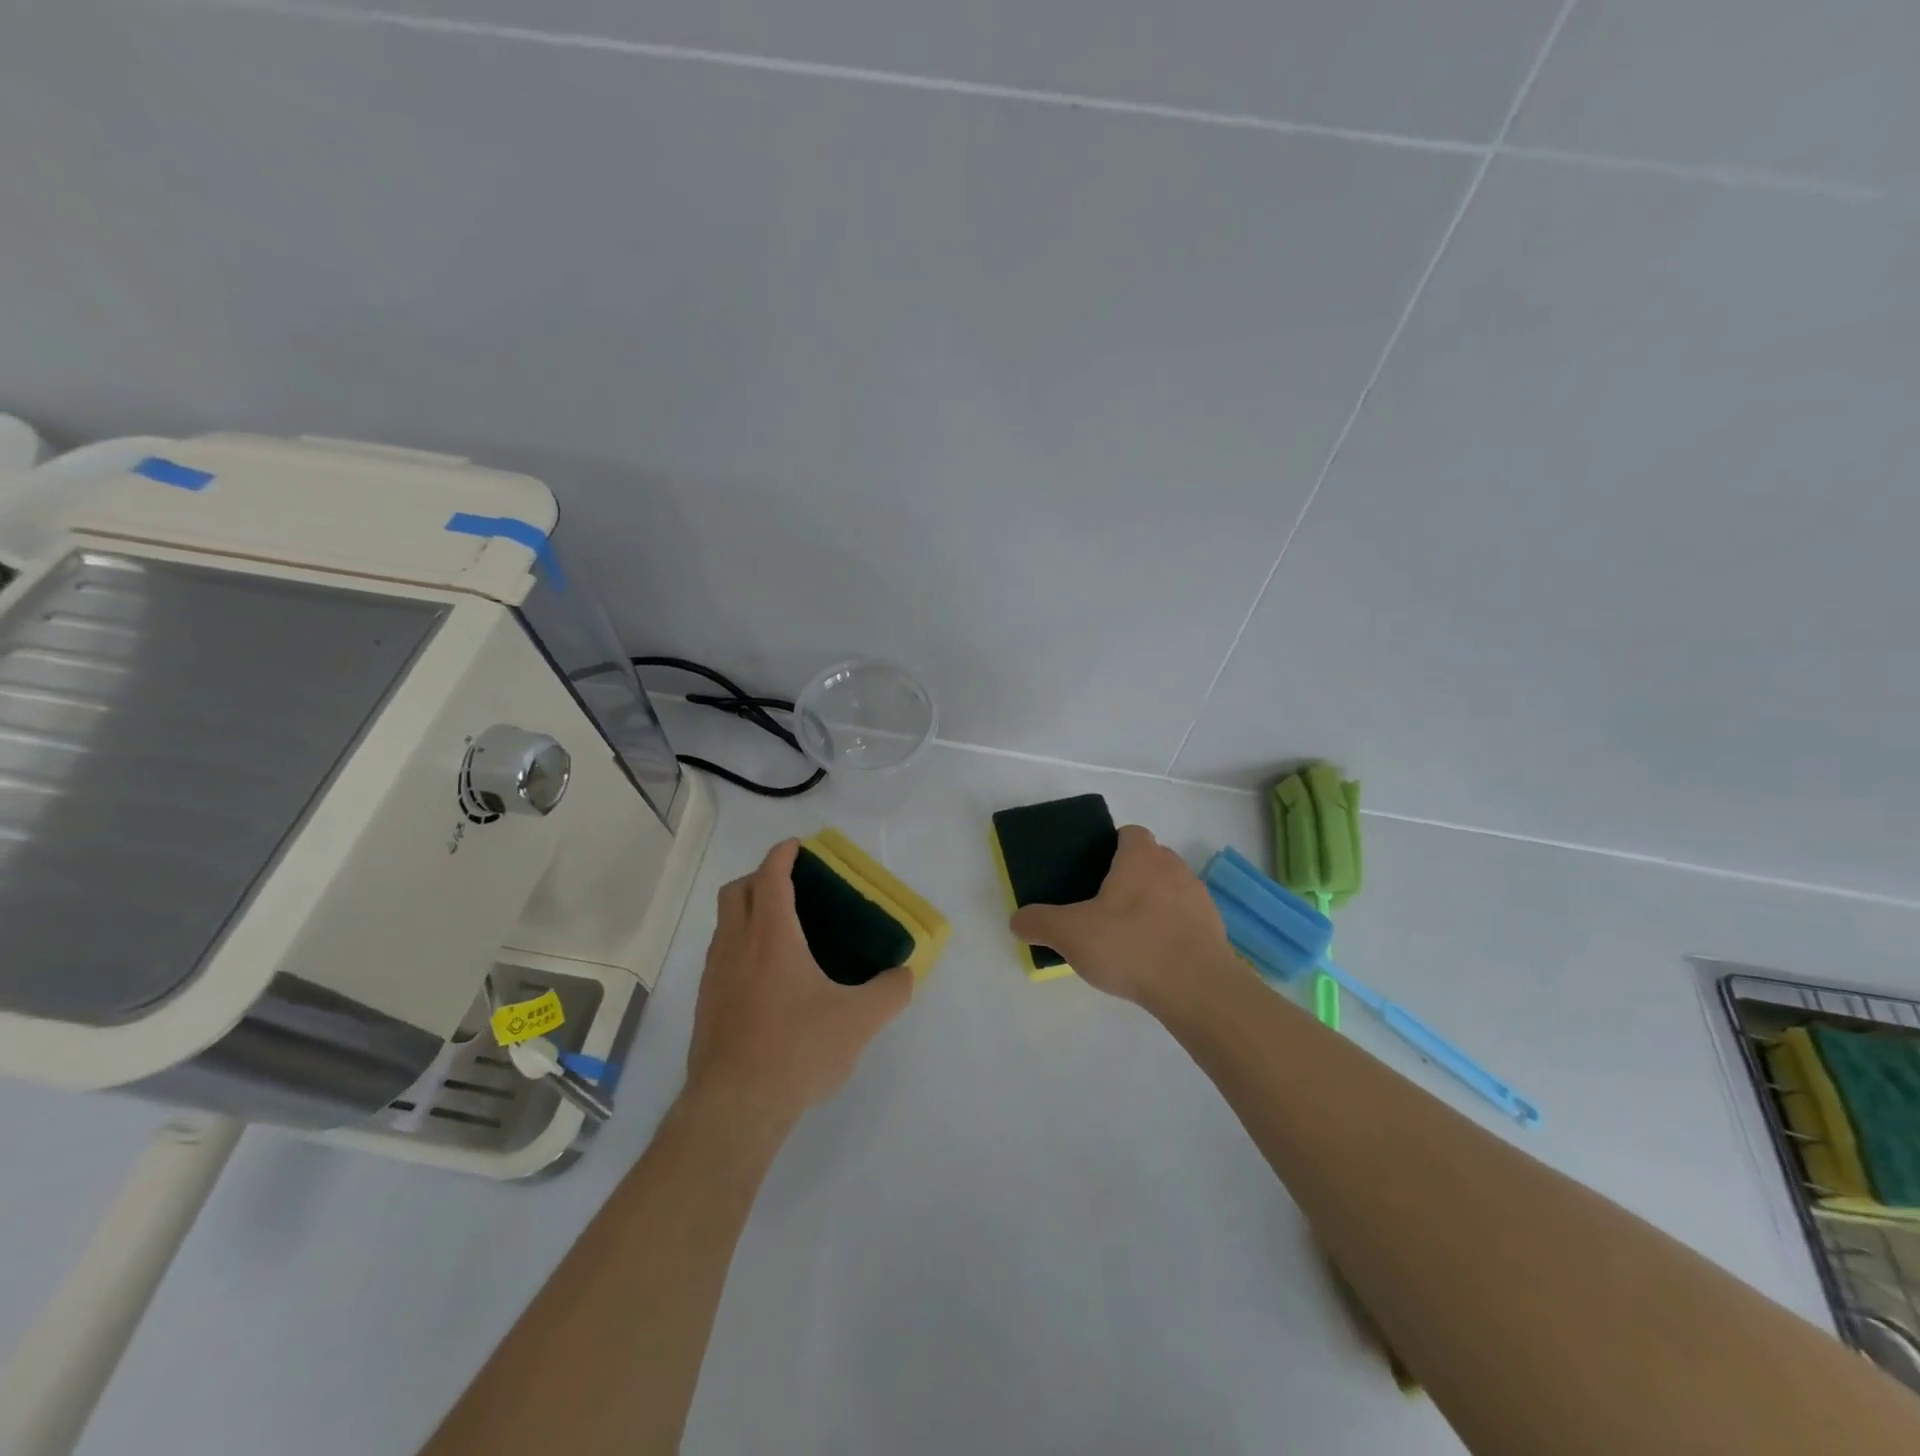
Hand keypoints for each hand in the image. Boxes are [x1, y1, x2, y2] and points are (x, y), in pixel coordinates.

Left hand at [686, 839, 914, 1124]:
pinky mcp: (706, 1006)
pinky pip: (721, 956)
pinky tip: (768, 979)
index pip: (771, 877)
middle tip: (791, 885)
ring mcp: (715, 976)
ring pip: (725, 924)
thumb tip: (905, 975)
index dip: (782, 855)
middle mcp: (736, 946)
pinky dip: (741, 946)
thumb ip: (891, 992)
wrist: (734, 1108)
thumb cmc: (797, 1050)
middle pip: (737, 891)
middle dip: (760, 877)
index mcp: (772, 937)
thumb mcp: (860, 1021)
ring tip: (783, 931)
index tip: (797, 846)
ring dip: (748, 912)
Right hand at [1010, 825, 1240, 1013]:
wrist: (1197, 989)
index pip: (1129, 833)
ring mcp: (1198, 897)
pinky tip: (1153, 957)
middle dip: (1129, 877)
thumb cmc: (1130, 946)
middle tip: (1103, 906)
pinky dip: (1170, 929)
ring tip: (1128, 935)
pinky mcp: (1214, 928)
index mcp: (1141, 857)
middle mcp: (1173, 867)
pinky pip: (1185, 918)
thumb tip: (1016, 920)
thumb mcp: (1070, 934)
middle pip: (1149, 860)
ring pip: (1169, 889)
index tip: (1093, 872)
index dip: (1111, 847)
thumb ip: (1039, 923)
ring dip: (1152, 903)